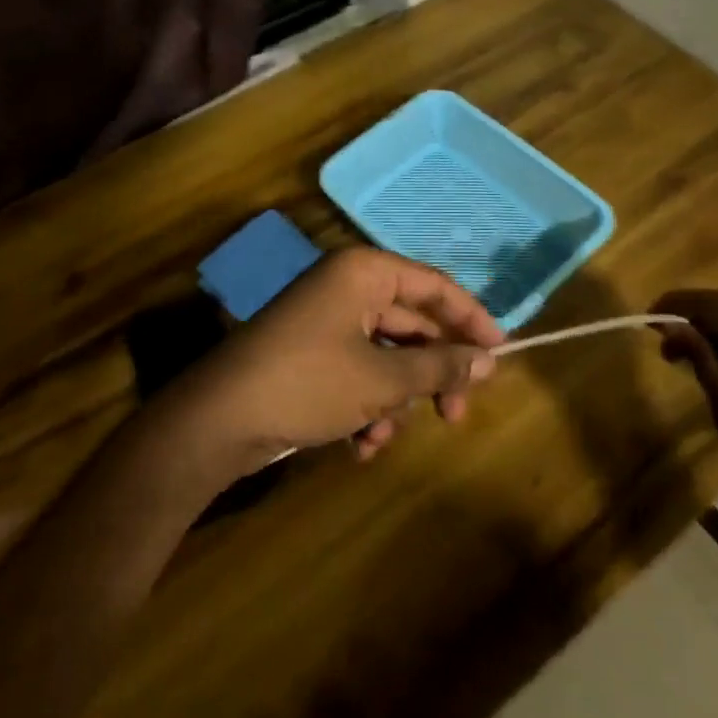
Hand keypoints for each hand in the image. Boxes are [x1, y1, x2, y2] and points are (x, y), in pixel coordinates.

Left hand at [196, 248, 503, 468]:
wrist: (217, 420)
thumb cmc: (308, 383)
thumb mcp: (383, 379)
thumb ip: (439, 367)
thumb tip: (488, 361)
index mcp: (364, 272)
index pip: (434, 285)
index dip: (471, 318)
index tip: (500, 353)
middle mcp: (346, 287)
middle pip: (411, 323)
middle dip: (433, 373)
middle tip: (457, 413)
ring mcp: (325, 320)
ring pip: (385, 355)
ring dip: (396, 398)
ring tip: (387, 436)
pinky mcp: (309, 354)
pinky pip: (357, 371)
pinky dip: (366, 406)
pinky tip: (361, 444)